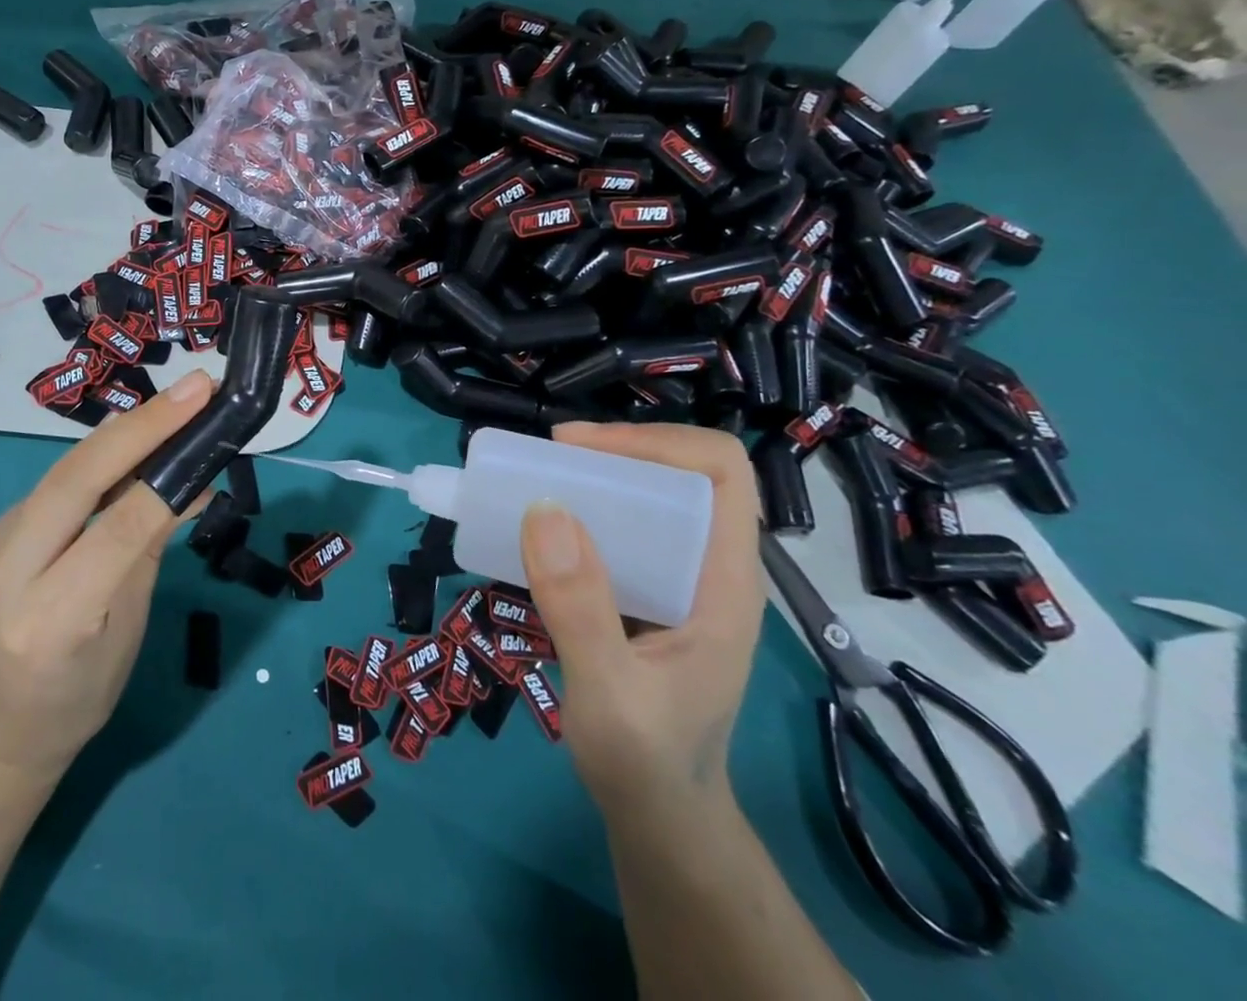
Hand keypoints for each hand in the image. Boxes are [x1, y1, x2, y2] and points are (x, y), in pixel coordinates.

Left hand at [0, 369, 213, 776]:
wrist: (8, 722)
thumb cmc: (85, 689)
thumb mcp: (130, 625)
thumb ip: (151, 545)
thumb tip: (194, 478)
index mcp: (51, 620)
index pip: (115, 533)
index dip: (164, 475)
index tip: (205, 420)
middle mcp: (7, 578)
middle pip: (75, 482)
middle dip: (138, 427)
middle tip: (194, 388)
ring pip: (62, 472)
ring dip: (122, 431)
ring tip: (175, 403)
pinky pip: (55, 482)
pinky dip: (101, 455)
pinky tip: (135, 438)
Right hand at [519, 422, 763, 820]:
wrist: (659, 817)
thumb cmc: (647, 763)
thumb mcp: (610, 694)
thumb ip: (580, 609)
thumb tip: (544, 509)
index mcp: (724, 581)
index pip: (721, 472)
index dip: (656, 441)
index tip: (578, 450)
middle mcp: (708, 567)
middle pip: (679, 473)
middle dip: (613, 452)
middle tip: (546, 461)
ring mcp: (680, 579)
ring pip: (648, 497)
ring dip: (593, 479)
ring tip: (535, 483)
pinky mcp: (648, 591)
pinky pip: (621, 528)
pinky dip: (581, 512)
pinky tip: (539, 528)